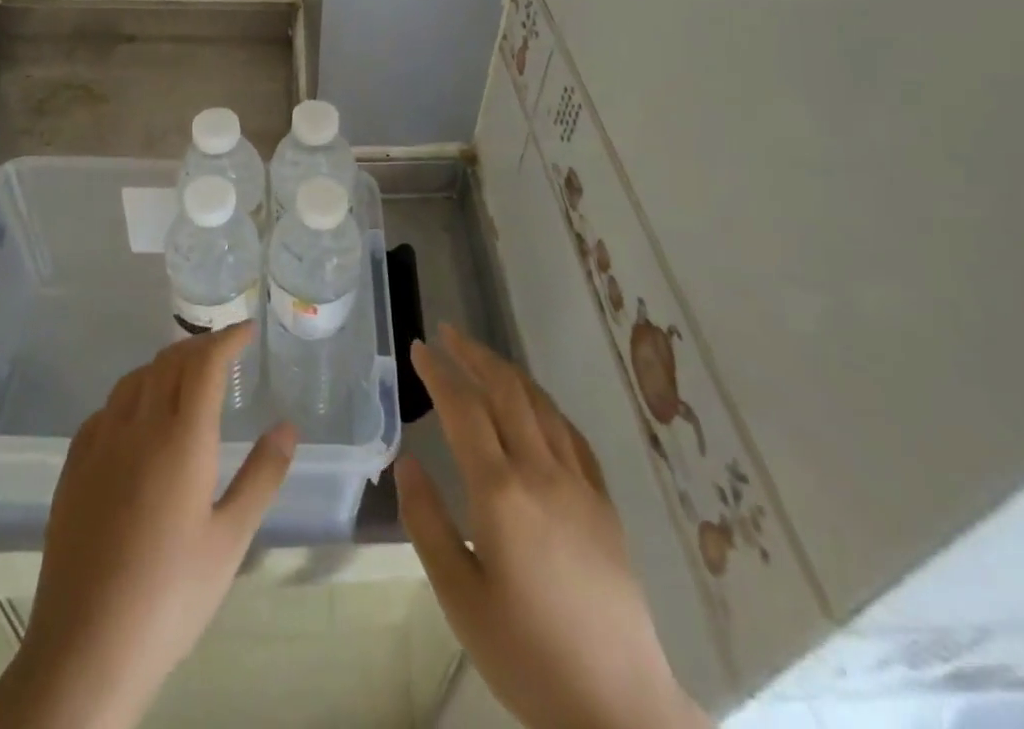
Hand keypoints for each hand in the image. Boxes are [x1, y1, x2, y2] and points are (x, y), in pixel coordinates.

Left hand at [0, 322, 295, 728]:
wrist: (84, 650)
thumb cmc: (170, 596)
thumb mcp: (231, 540)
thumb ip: (262, 476)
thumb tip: (288, 426)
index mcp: (181, 437)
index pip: (205, 363)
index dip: (227, 338)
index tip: (246, 330)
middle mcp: (138, 426)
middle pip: (169, 361)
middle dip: (199, 346)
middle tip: (223, 352)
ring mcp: (99, 444)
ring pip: (134, 379)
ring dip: (164, 365)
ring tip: (184, 377)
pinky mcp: (73, 468)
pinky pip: (105, 409)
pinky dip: (131, 394)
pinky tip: (137, 418)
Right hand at [398, 324, 709, 728]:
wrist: (617, 703)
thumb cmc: (526, 654)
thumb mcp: (459, 597)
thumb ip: (427, 522)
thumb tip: (406, 460)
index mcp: (501, 492)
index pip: (464, 409)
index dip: (439, 372)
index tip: (419, 347)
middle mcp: (541, 471)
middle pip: (505, 390)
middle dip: (474, 354)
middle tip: (447, 333)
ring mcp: (579, 482)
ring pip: (540, 403)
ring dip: (507, 371)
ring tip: (481, 357)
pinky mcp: (603, 500)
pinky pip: (570, 432)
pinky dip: (543, 404)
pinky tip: (534, 405)